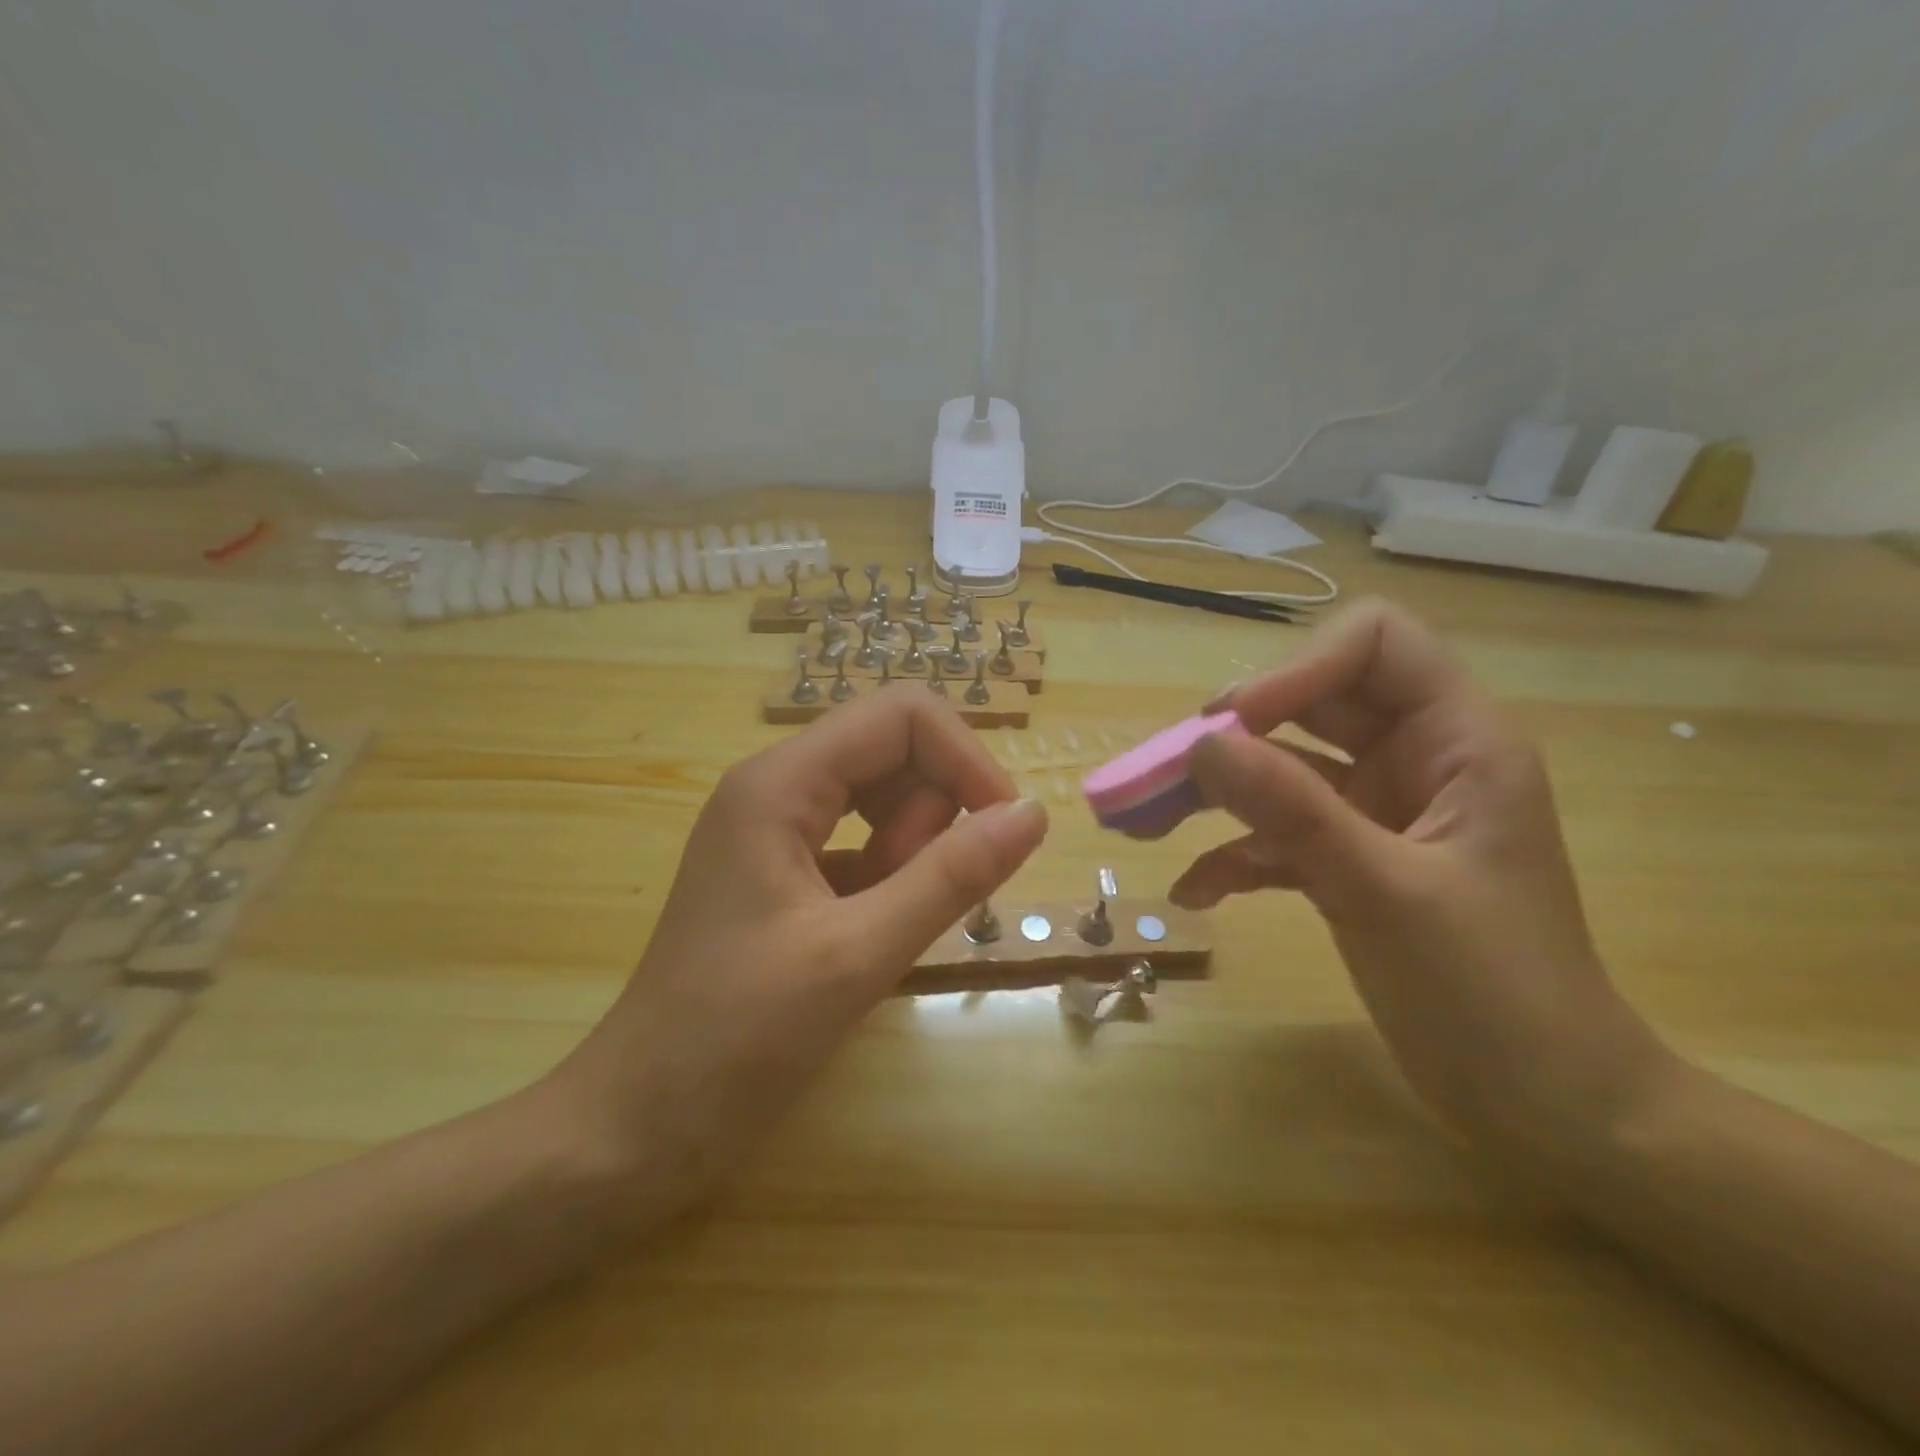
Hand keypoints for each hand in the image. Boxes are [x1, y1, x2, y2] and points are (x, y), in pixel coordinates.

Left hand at [547, 691, 1047, 1221]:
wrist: (637, 1129)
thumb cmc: (735, 1040)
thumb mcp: (856, 955)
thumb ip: (951, 878)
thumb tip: (1034, 812)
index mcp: (780, 783)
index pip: (902, 716)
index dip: (965, 759)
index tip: (1003, 832)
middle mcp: (778, 789)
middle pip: (895, 751)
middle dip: (934, 814)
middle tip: (921, 896)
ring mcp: (778, 833)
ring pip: (884, 800)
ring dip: (912, 852)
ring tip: (884, 926)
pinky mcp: (786, 876)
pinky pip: (864, 846)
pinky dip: (890, 880)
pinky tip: (873, 937)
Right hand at [1171, 599, 1676, 1154]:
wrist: (1545, 1106)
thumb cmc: (1494, 994)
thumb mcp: (1386, 892)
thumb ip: (1293, 811)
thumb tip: (1201, 745)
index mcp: (1456, 741)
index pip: (1372, 645)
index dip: (1299, 669)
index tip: (1234, 726)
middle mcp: (1414, 760)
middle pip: (1309, 703)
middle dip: (1232, 735)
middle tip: (1165, 774)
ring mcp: (1377, 812)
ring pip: (1281, 769)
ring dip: (1215, 793)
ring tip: (1147, 822)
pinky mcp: (1349, 861)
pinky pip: (1278, 834)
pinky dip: (1235, 855)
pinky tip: (1196, 891)